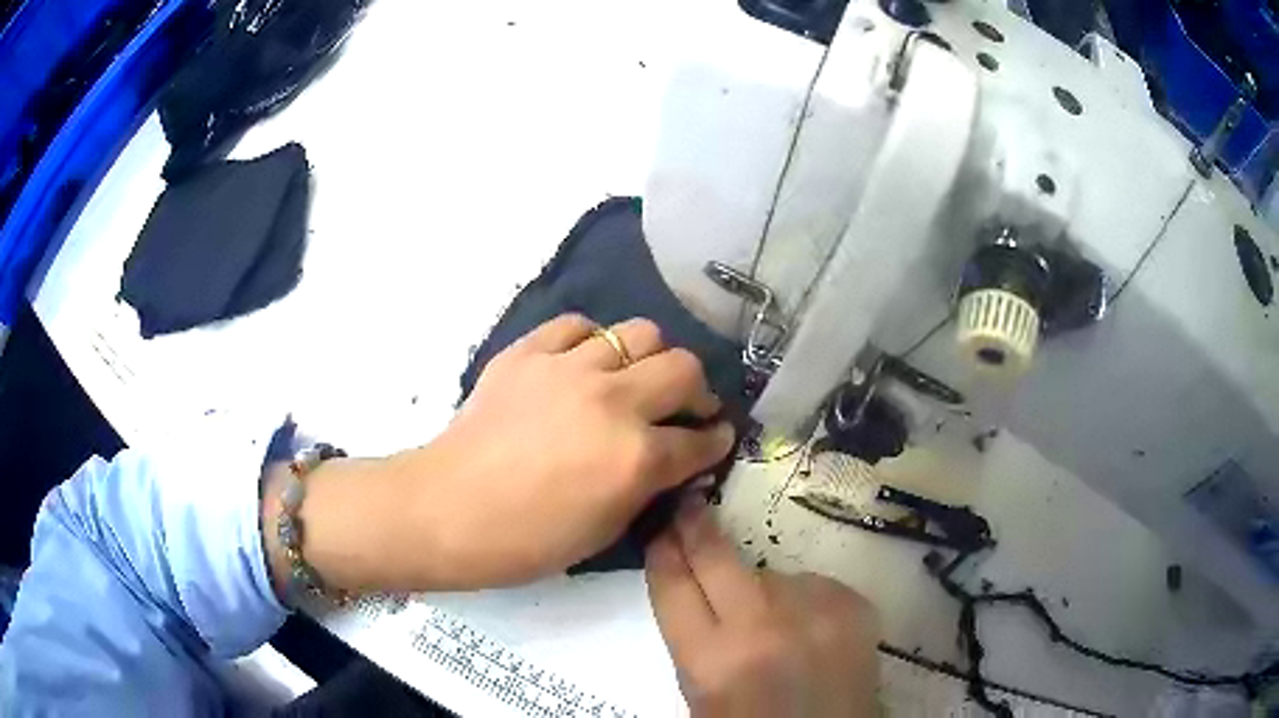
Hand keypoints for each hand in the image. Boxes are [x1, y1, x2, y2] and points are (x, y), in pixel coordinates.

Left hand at [266, 314, 735, 596]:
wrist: (448, 509)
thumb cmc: (527, 540)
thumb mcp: (605, 530)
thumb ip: (648, 487)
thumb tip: (671, 461)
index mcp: (636, 457)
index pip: (699, 440)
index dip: (716, 440)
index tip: (717, 437)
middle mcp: (613, 401)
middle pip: (683, 368)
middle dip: (697, 390)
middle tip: (685, 407)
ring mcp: (568, 369)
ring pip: (639, 333)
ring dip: (649, 359)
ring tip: (635, 379)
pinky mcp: (529, 352)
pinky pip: (577, 326)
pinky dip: (591, 342)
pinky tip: (584, 364)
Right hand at [646, 500, 880, 716]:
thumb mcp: (701, 694)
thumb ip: (695, 640)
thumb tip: (694, 584)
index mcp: (711, 662)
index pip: (674, 587)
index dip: (663, 552)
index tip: (660, 527)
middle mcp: (762, 628)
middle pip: (717, 557)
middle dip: (696, 526)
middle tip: (690, 503)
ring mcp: (814, 611)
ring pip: (771, 574)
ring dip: (762, 588)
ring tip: (773, 625)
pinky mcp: (853, 604)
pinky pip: (811, 584)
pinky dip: (803, 600)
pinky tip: (808, 630)